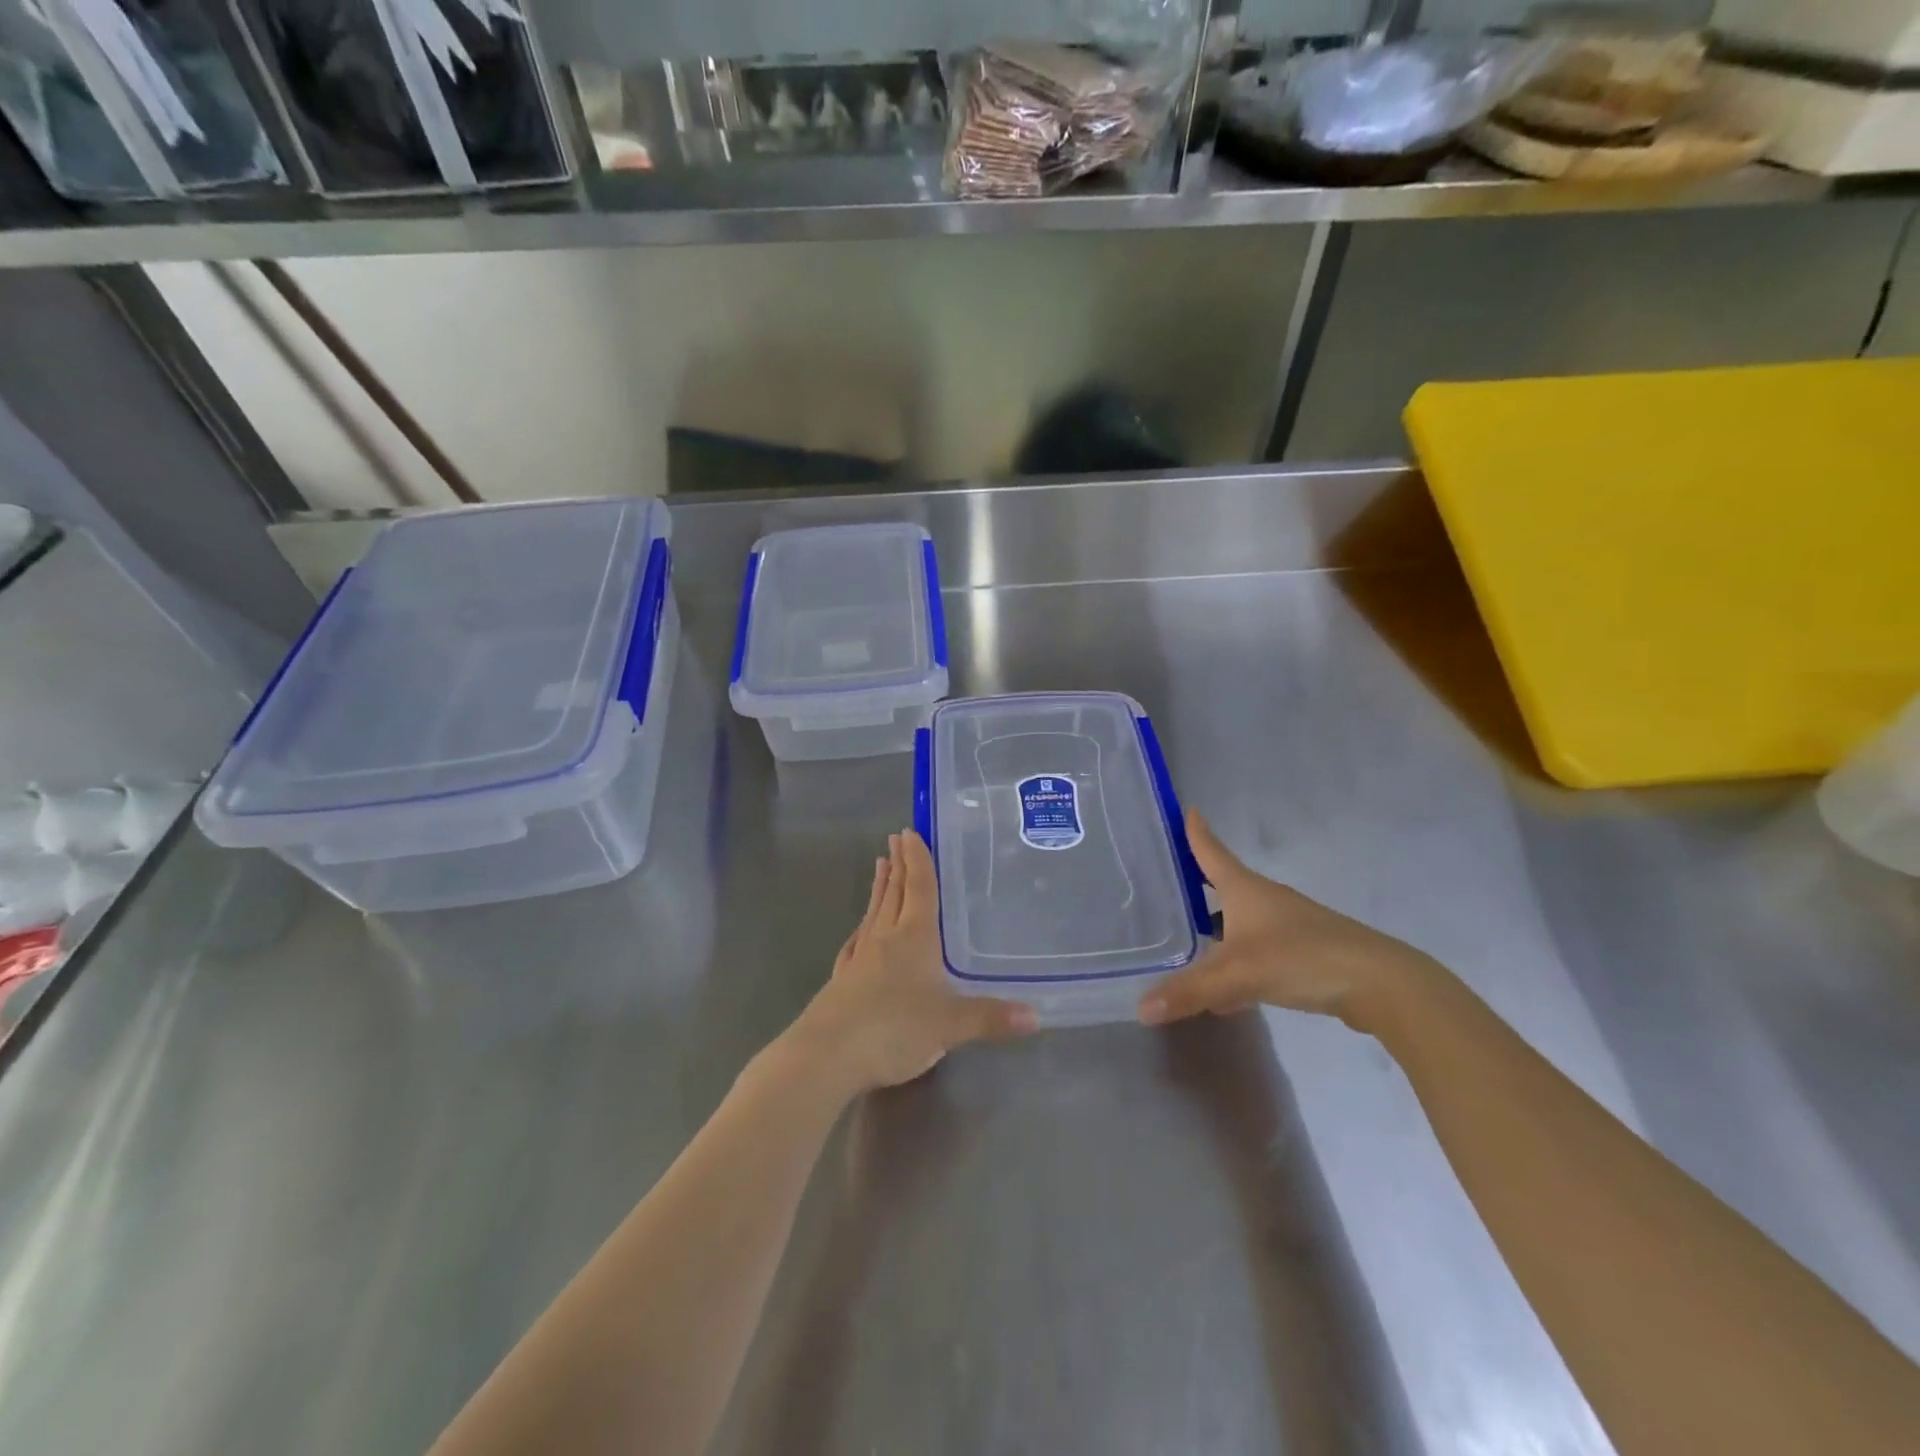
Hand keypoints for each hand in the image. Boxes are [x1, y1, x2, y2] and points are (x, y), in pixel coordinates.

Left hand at [789, 830, 1037, 1092]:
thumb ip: (990, 1018)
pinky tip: (859, 931)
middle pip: (893, 893)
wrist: (827, 1055)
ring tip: (880, 866)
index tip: (911, 832)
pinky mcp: (842, 981)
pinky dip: (861, 929)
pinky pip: (856, 943)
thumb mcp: (950, 1026)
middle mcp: (885, 939)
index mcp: (914, 937)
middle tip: (896, 838)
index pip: (919, 889)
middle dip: (898, 865)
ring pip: (873, 913)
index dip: (918, 860)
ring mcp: (860, 959)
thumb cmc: (893, 1028)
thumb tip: (1036, 1016)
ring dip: (879, 888)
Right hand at [1137, 811, 1444, 1030]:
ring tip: (1186, 943)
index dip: (1196, 833)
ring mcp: (1287, 926)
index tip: (1186, 810)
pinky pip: (1257, 952)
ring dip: (1216, 930)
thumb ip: (1189, 991)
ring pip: (1240, 923)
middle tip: (1167, 886)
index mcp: (1245, 889)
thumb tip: (1141, 1008)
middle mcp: (1265, 900)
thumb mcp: (1237, 975)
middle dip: (1198, 885)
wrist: (1379, 983)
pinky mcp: (1304, 954)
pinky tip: (1225, 993)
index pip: (1212, 852)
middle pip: (1224, 885)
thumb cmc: (1301, 958)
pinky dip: (1237, 963)